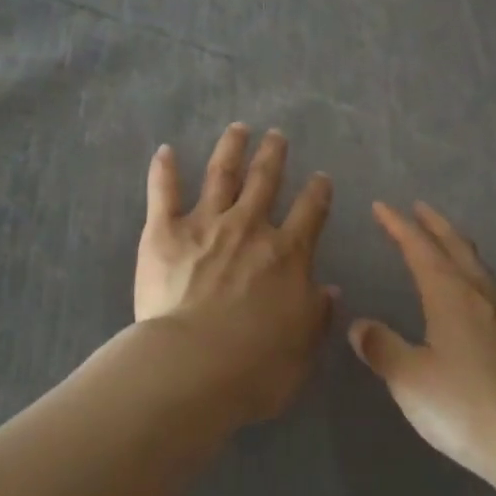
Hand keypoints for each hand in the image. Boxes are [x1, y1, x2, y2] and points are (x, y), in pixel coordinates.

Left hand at [135, 123, 335, 422]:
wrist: (193, 367)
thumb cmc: (255, 366)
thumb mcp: (303, 347)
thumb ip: (317, 314)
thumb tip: (331, 289)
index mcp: (287, 254)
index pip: (311, 211)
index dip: (318, 192)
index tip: (320, 178)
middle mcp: (250, 228)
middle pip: (266, 181)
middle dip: (274, 155)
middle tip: (277, 135)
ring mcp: (207, 224)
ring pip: (222, 174)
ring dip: (232, 148)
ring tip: (238, 128)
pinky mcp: (165, 232)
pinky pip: (164, 193)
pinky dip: (164, 170)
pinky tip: (165, 151)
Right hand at [349, 202, 495, 495]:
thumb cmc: (467, 407)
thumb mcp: (411, 381)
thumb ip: (383, 348)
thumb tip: (359, 325)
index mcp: (450, 295)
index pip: (419, 248)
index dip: (398, 226)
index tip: (380, 206)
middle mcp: (480, 295)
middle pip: (456, 246)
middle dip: (434, 224)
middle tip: (417, 208)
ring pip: (477, 265)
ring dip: (456, 245)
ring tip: (443, 241)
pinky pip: (489, 287)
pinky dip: (472, 272)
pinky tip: (472, 294)